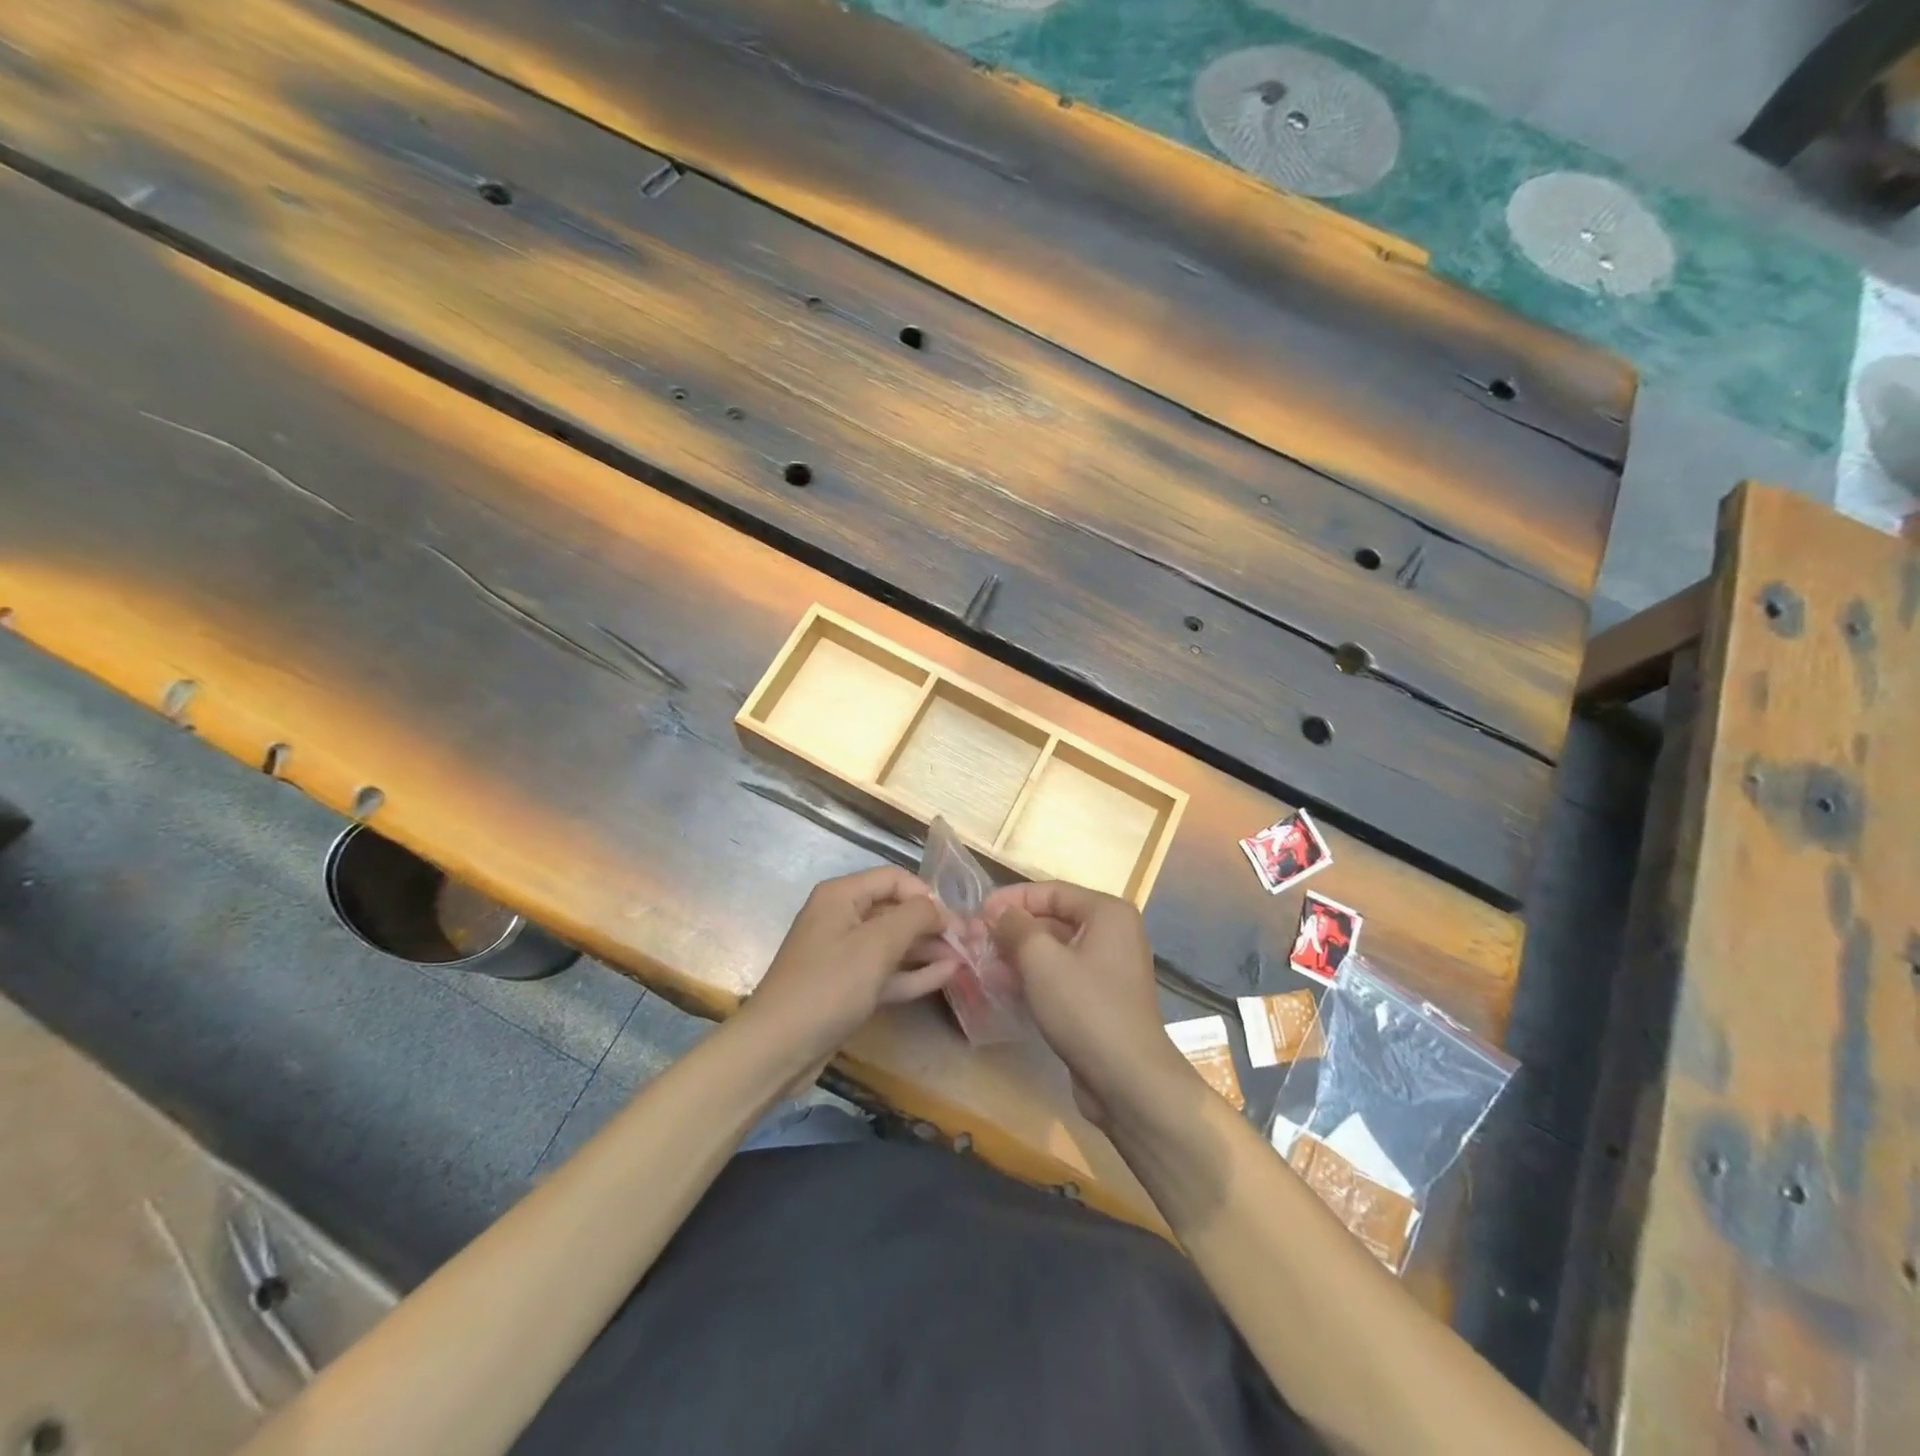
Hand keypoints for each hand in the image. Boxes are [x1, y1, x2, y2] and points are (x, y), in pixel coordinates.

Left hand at [744, 867, 957, 1066]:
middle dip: (933, 924)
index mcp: (842, 895)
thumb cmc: (829, 986)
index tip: (956, 920)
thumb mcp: (877, 945)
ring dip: (928, 949)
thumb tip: (940, 908)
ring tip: (966, 959)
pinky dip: (913, 972)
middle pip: (896, 910)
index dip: (927, 895)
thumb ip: (915, 917)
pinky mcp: (847, 986)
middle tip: (970, 942)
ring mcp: (844, 954)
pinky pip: (886, 971)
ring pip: (894, 943)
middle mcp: (842, 917)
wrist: (778, 1048)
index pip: (895, 879)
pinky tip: (946, 975)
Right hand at [983, 881, 1194, 1130]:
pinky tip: (1003, 988)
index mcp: (1107, 913)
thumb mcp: (1041, 959)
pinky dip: (1034, 978)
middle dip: (1013, 929)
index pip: (1051, 891)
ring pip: (1055, 951)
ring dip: (1018, 955)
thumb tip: (998, 913)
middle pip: (1054, 919)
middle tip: (975, 940)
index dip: (1012, 899)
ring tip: (982, 965)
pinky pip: (1062, 977)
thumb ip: (1015, 927)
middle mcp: (1113, 934)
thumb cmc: (1085, 1007)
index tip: (977, 912)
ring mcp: (1109, 969)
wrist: (1128, 1080)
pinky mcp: (1101, 1000)